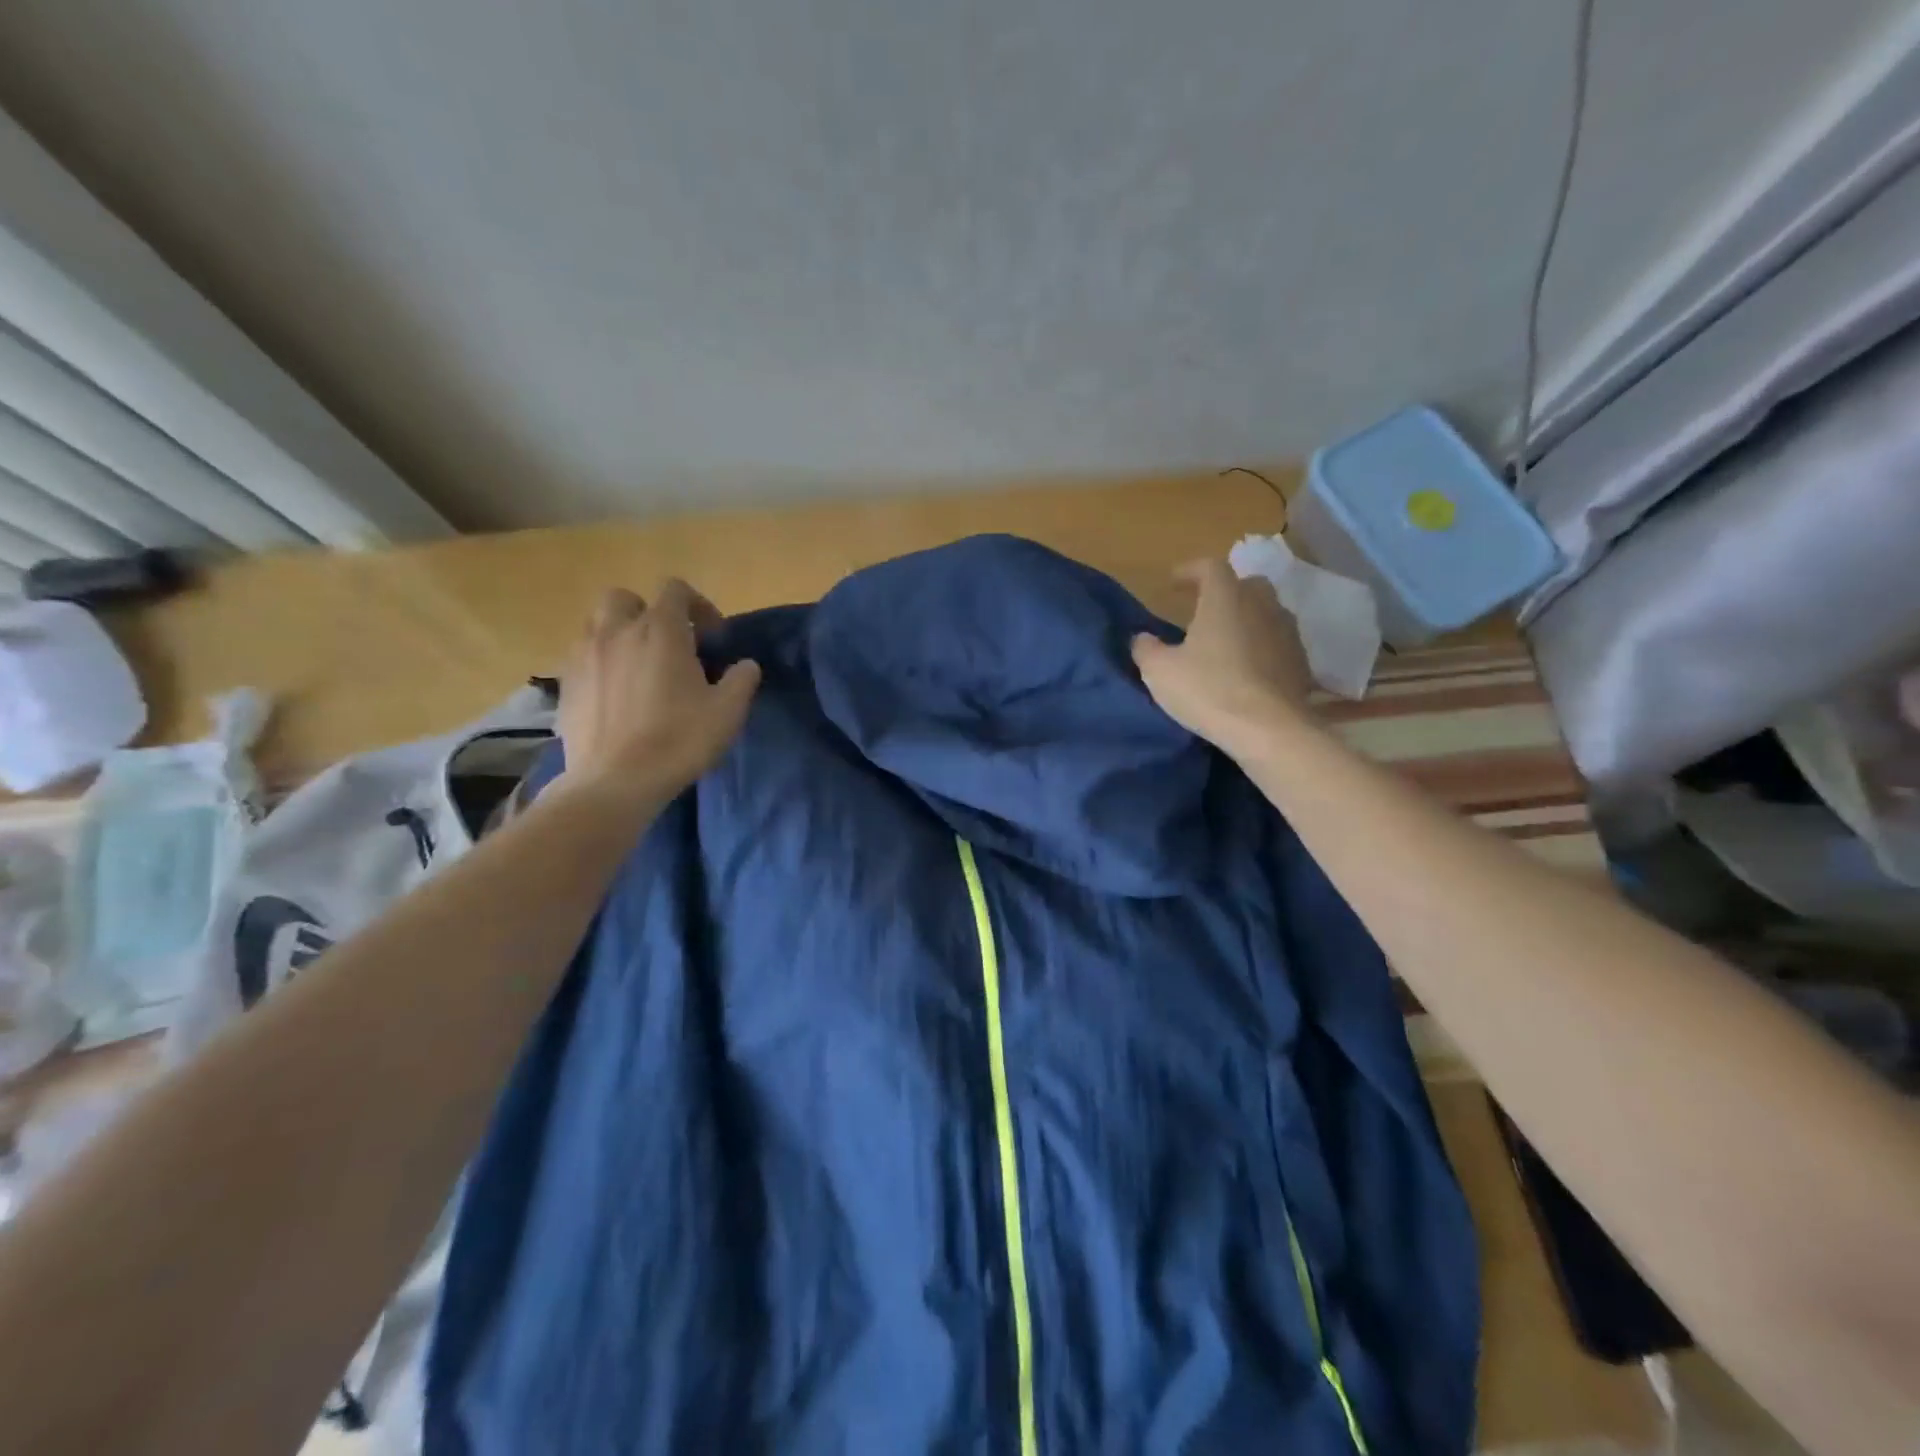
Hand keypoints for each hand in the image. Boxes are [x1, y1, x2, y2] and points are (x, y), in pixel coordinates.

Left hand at [556, 580, 761, 797]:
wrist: (616, 781)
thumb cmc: (679, 740)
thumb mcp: (728, 711)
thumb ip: (741, 679)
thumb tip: (746, 665)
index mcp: (659, 630)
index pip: (674, 590)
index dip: (697, 605)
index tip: (712, 636)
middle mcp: (616, 632)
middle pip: (624, 598)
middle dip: (646, 612)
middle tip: (667, 644)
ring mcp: (583, 656)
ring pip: (596, 625)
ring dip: (619, 635)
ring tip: (638, 667)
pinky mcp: (565, 684)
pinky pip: (582, 658)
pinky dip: (600, 664)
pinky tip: (616, 694)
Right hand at [1132, 559, 1313, 756]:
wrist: (1269, 729)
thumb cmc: (1208, 690)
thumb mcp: (1159, 672)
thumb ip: (1146, 649)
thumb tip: (1143, 638)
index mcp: (1225, 598)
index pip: (1210, 567)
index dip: (1190, 571)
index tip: (1174, 583)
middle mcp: (1261, 605)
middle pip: (1246, 584)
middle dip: (1225, 591)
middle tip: (1205, 610)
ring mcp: (1287, 633)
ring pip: (1266, 612)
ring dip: (1246, 619)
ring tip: (1226, 641)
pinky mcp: (1301, 662)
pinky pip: (1278, 642)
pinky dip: (1262, 646)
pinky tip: (1247, 669)